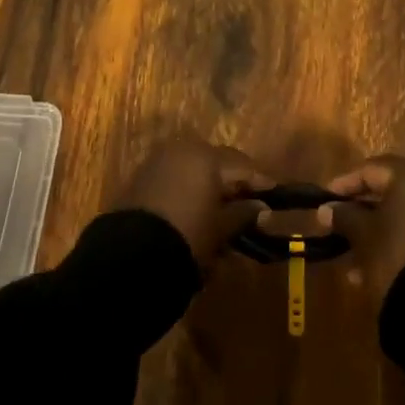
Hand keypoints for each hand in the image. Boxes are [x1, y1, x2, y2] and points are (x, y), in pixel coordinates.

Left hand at [124, 135, 271, 267]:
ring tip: (221, 215)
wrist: (131, 254)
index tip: (274, 194)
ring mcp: (158, 162)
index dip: (259, 181)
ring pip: (194, 171)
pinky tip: (195, 213)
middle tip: (248, 204)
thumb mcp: (221, 228)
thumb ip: (244, 214)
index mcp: (206, 156)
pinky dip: (188, 192)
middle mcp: (182, 150)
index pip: (242, 165)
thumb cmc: (187, 235)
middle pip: (217, 163)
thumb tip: (263, 208)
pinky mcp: (141, 178)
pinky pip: (174, 179)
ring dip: (209, 188)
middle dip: (232, 183)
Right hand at [322, 151, 404, 299]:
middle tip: (337, 226)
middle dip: (360, 210)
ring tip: (351, 259)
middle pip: (388, 191)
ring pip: (403, 214)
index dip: (344, 185)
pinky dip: (396, 241)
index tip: (324, 201)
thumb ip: (344, 216)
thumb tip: (326, 210)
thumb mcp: (364, 234)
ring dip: (375, 231)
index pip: (370, 170)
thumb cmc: (398, 252)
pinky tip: (373, 268)